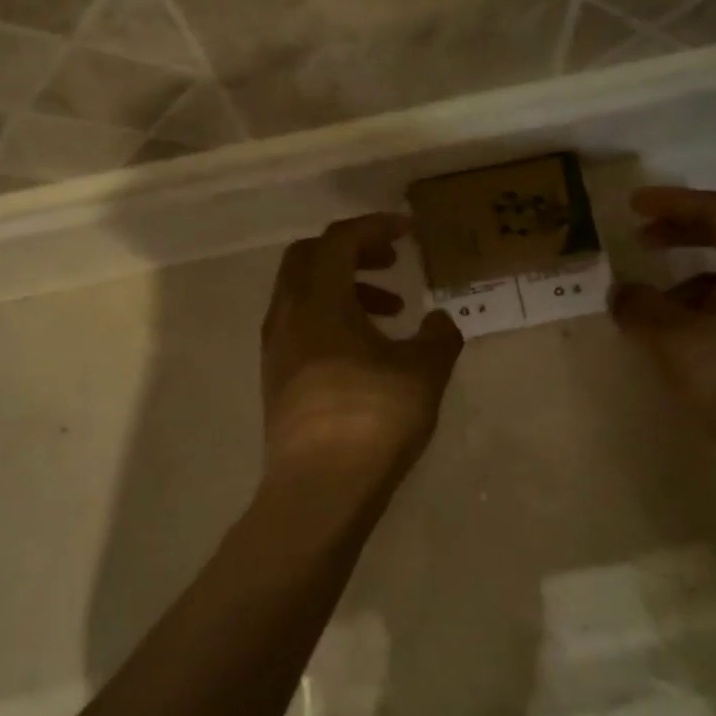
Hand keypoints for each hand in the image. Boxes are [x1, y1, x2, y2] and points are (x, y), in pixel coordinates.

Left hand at [261, 214, 464, 488]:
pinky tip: (366, 351)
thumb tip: (438, 321)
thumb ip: (439, 336)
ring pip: (303, 294)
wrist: (319, 489)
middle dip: (353, 252)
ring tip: (391, 312)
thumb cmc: (373, 419)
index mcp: (319, 300)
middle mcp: (288, 315)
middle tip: (391, 264)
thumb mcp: (424, 372)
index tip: (408, 231)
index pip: (339, 240)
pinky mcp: (276, 379)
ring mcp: (276, 349)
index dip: (375, 227)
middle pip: (310, 258)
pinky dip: (331, 319)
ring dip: (344, 289)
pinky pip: (301, 326)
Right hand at [611, 187, 715, 482]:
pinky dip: (707, 307)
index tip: (634, 206)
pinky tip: (687, 340)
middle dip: (683, 233)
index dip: (674, 202)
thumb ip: (642, 311)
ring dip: (691, 279)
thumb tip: (621, 294)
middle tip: (643, 240)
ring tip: (656, 308)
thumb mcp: (677, 346)